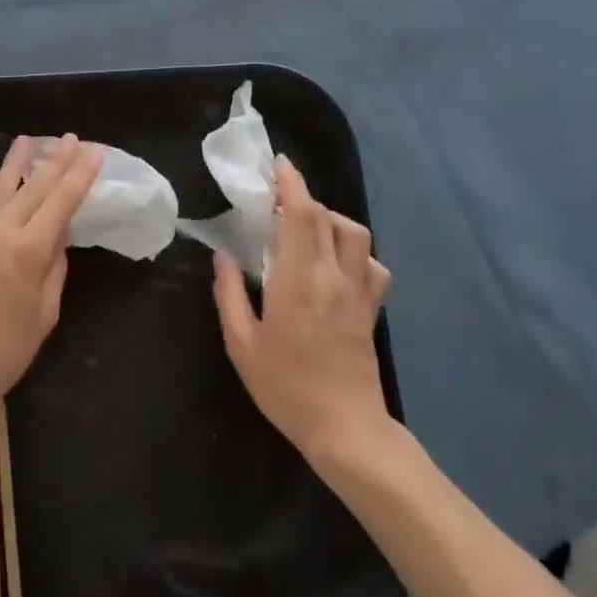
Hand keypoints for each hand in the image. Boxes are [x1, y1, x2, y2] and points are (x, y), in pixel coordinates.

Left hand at [0, 134, 103, 422]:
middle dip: (55, 160)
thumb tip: (58, 235)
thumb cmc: (4, 352)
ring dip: (15, 161)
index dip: (80, 174)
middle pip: (33, 186)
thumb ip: (54, 267)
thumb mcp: (44, 313)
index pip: (62, 201)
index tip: (94, 151)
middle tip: (70, 138)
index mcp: (29, 251)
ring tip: (27, 140)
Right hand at [212, 156, 393, 464]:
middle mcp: (333, 276)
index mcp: (299, 280)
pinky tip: (337, 264)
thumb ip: (230, 294)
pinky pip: (373, 266)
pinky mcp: (371, 309)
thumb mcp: (242, 344)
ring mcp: (358, 292)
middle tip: (278, 198)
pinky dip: (356, 253)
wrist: (346, 431)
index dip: (292, 183)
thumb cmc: (286, 387)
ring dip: (331, 220)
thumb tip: (223, 256)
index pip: (302, 215)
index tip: (277, 165)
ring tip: (307, 228)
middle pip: (327, 217)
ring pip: (356, 235)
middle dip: (304, 197)